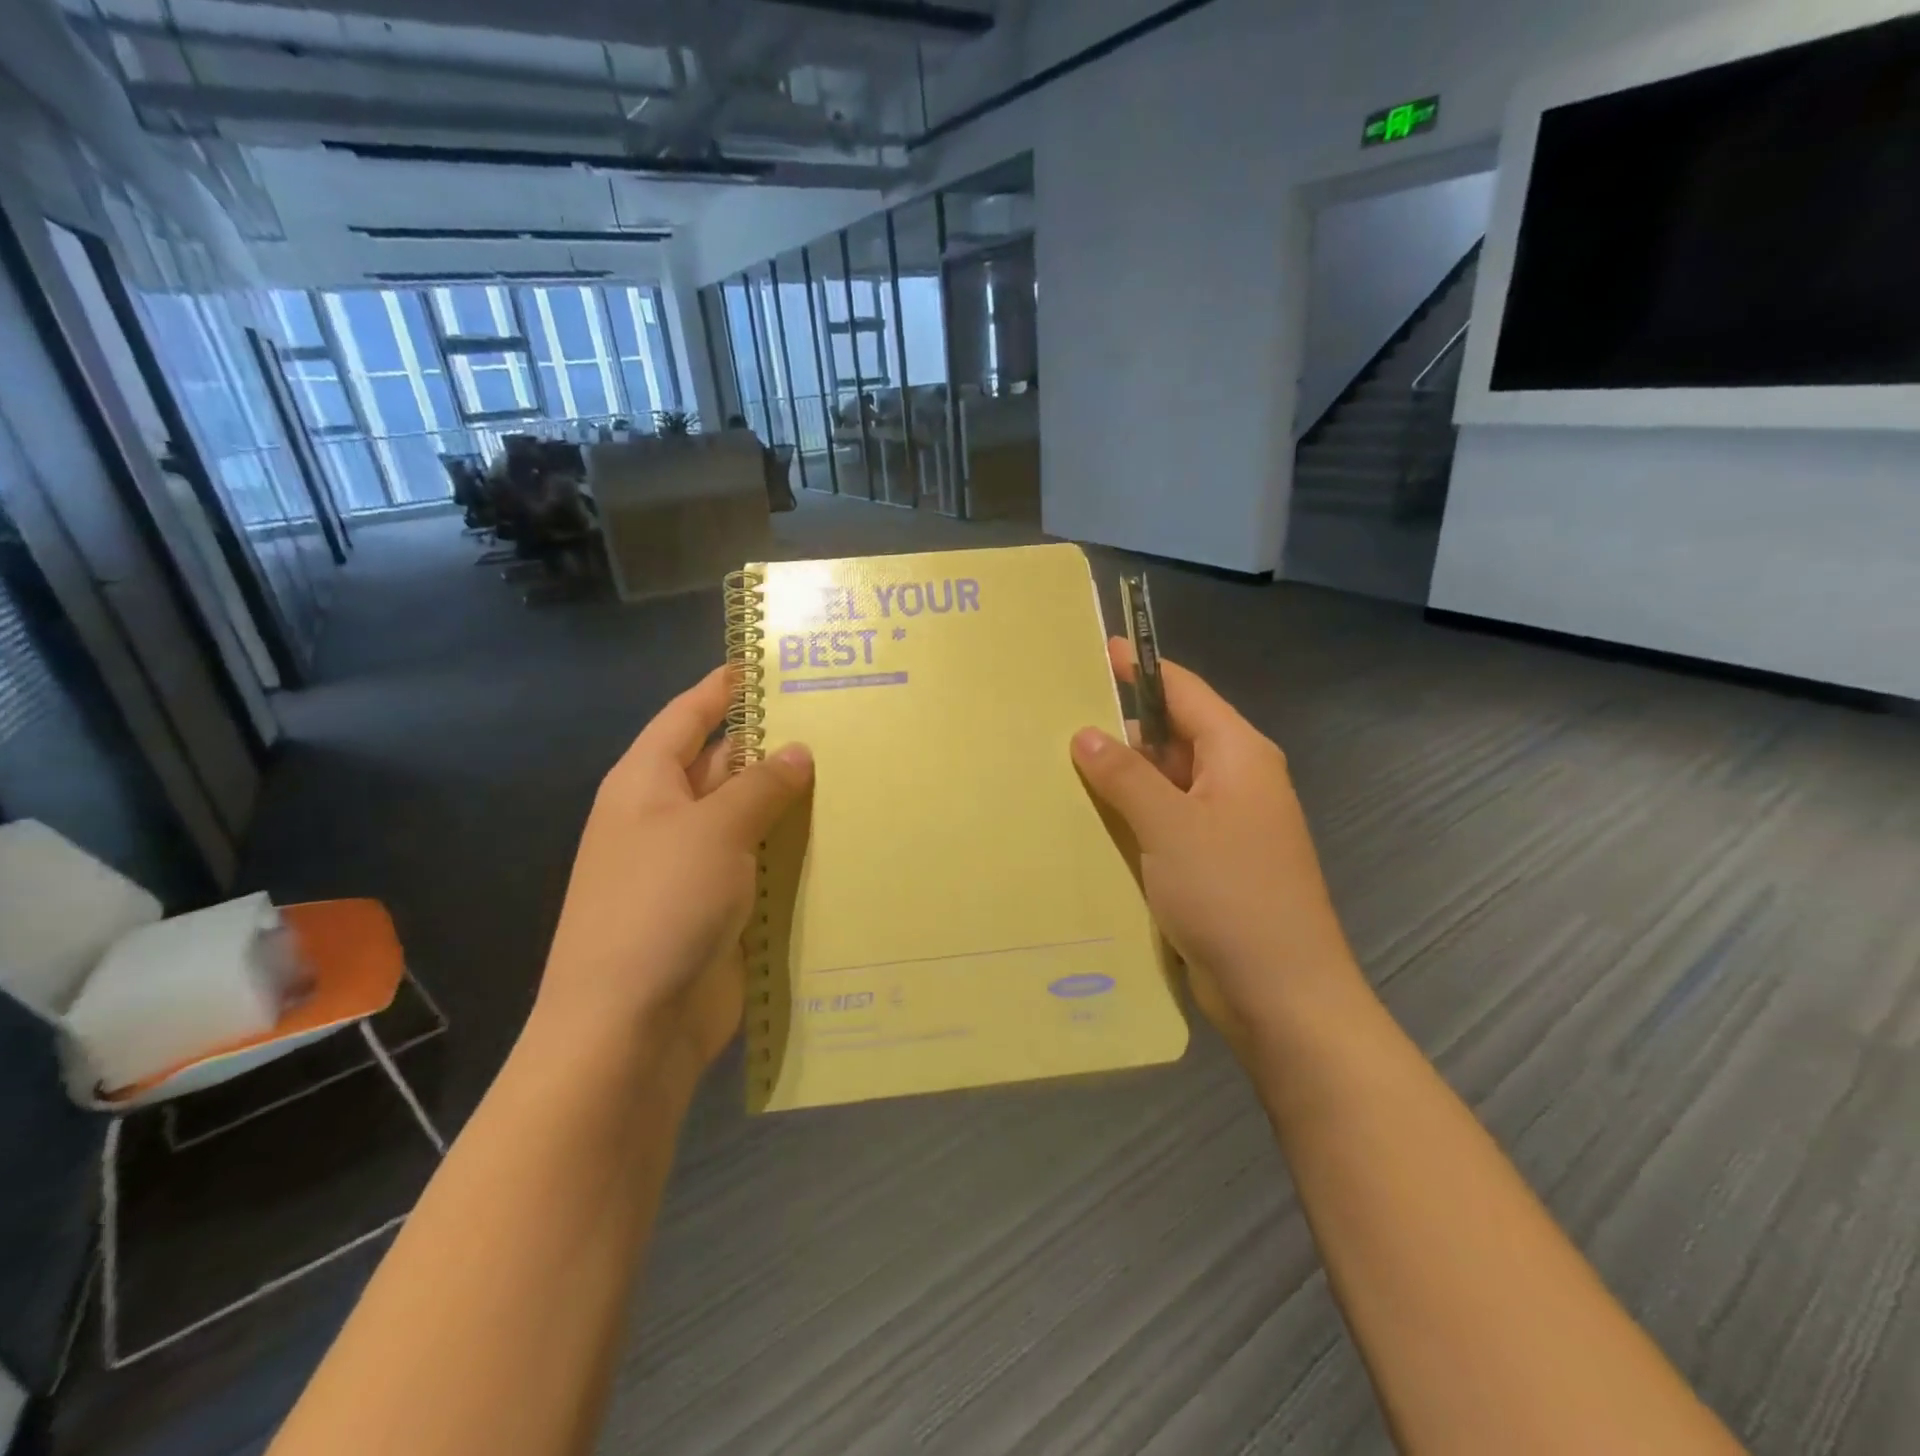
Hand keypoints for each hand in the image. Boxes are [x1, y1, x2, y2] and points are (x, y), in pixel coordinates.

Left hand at [537, 667, 812, 1092]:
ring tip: (857, 770)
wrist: (632, 1025)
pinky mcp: (723, 906)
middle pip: (724, 764)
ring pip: (751, 817)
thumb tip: (798, 751)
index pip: (688, 715)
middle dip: (773, 743)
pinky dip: (795, 850)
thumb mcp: (713, 830)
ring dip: (792, 800)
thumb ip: (759, 786)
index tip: (770, 662)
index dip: (724, 687)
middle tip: (840, 719)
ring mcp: (696, 865)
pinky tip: (844, 836)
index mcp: (647, 784)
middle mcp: (669, 817)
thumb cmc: (660, 905)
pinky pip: (763, 864)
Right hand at [1070, 639, 1361, 1061]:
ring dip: (1121, 778)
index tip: (1093, 652)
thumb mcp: (1170, 826)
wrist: (1282, 994)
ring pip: (1164, 783)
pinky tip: (1088, 822)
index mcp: (1238, 754)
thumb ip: (1125, 775)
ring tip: (1058, 767)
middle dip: (1120, 728)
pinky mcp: (1211, 863)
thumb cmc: (1231, 895)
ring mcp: (1225, 825)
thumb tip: (1086, 734)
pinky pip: (1164, 823)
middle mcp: (1235, 780)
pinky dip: (1131, 817)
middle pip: (1172, 735)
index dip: (1140, 668)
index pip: (1184, 691)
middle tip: (1056, 720)